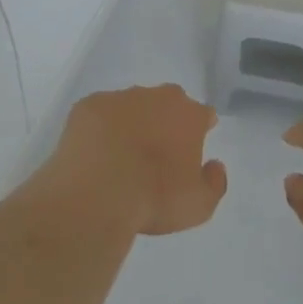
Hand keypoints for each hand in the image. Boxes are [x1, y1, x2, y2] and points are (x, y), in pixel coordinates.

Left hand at [42, 85, 227, 235]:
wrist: (97, 194)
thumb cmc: (154, 198)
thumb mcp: (199, 206)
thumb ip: (214, 183)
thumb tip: (214, 165)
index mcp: (188, 115)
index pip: (203, 114)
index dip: (200, 128)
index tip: (192, 146)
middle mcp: (157, 97)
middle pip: (168, 102)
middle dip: (166, 120)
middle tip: (157, 151)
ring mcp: (120, 98)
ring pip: (132, 105)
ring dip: (131, 122)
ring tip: (121, 155)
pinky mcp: (88, 106)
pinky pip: (99, 113)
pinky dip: (100, 128)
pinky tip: (95, 153)